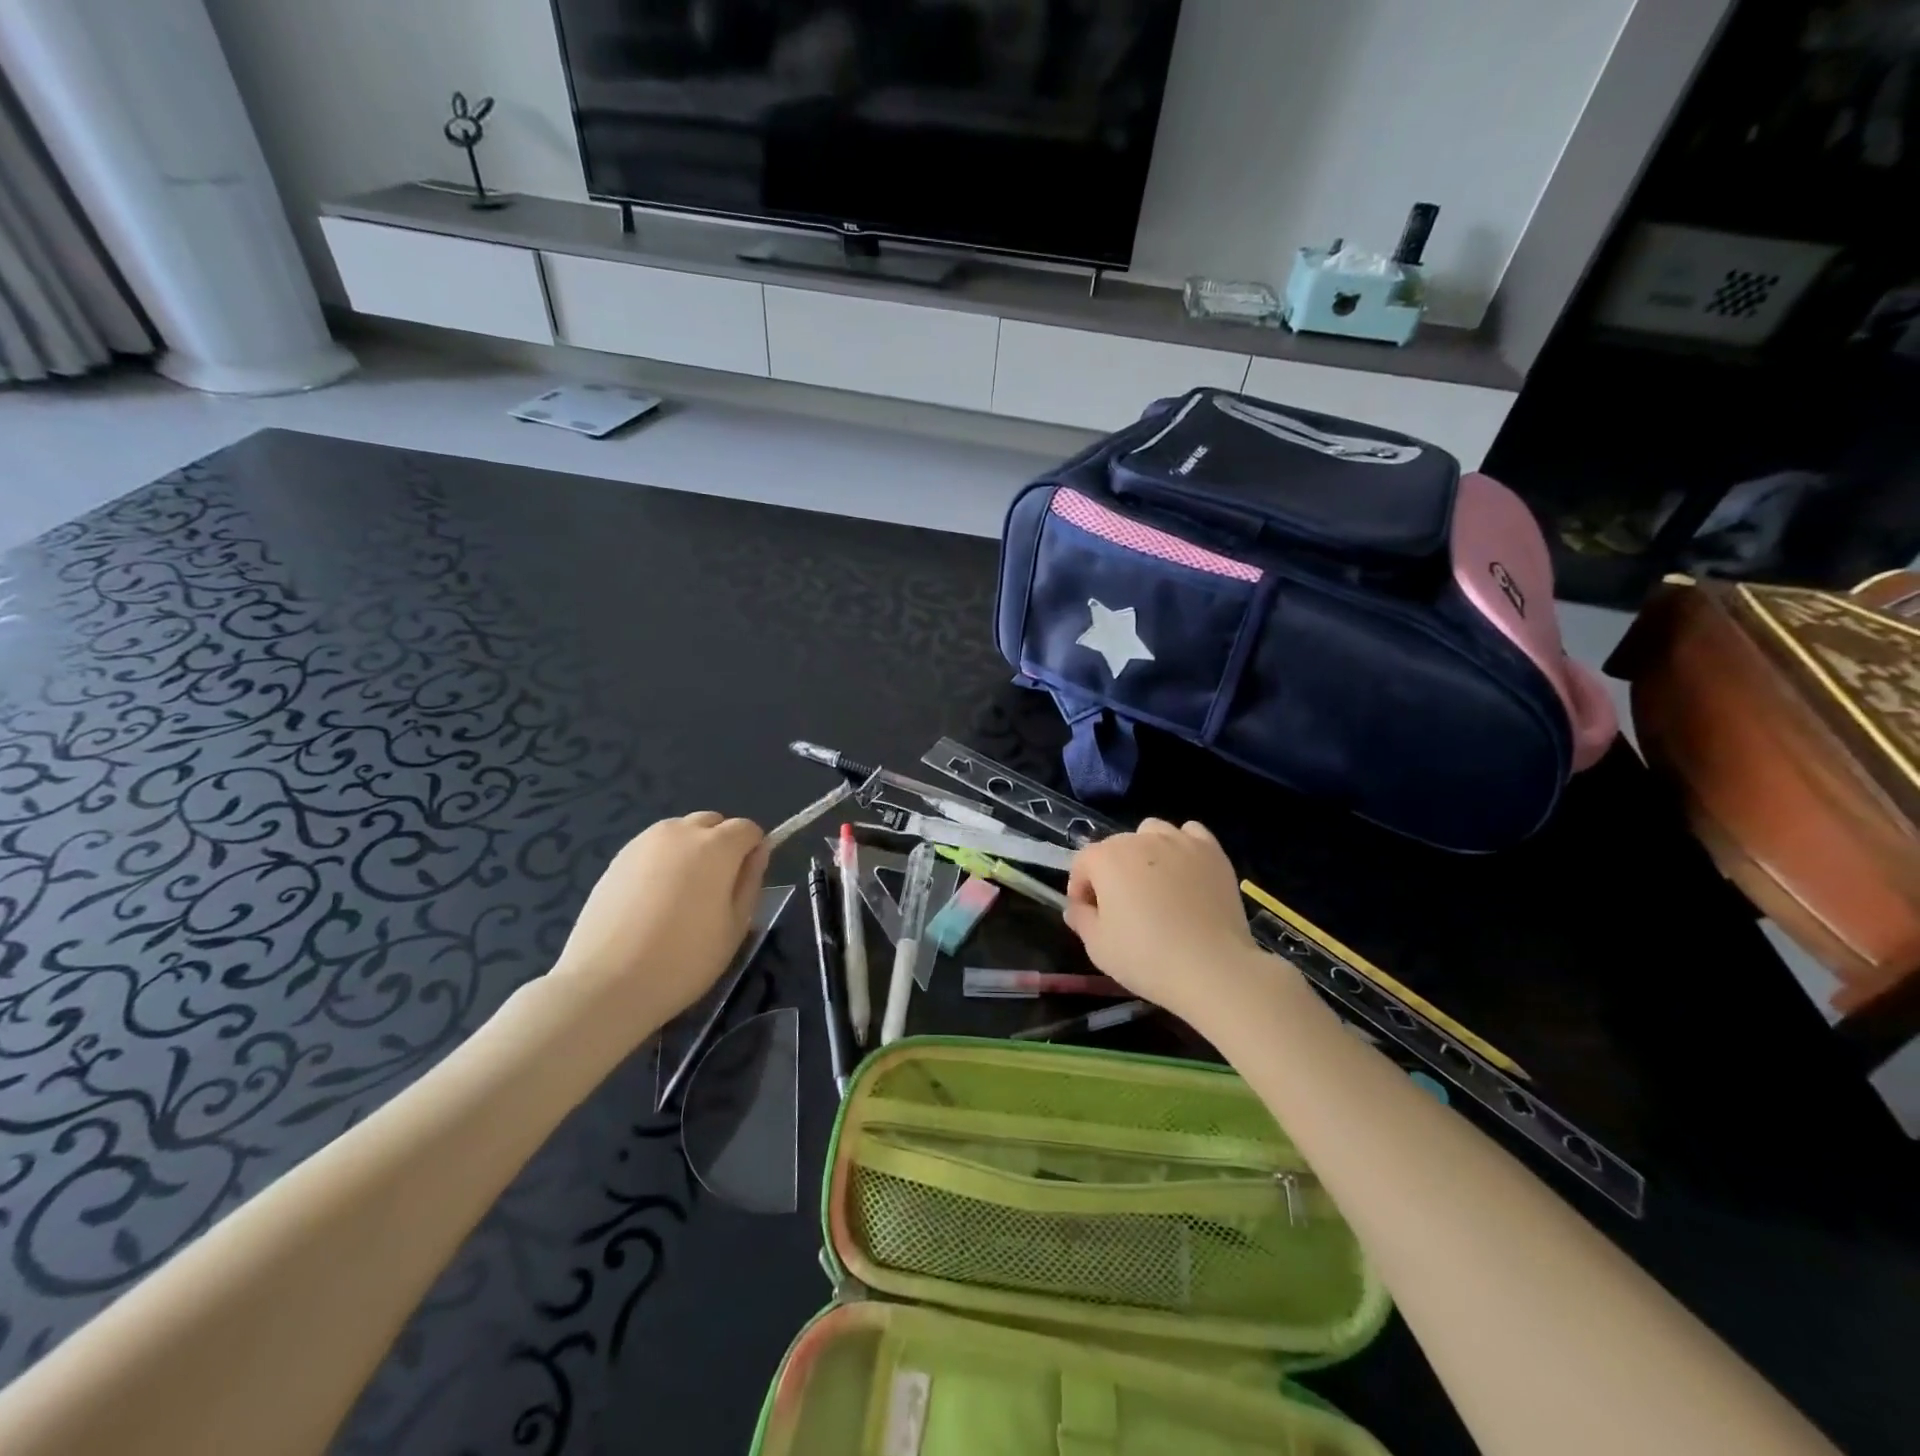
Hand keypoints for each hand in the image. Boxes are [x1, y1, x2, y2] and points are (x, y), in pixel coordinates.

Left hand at [550, 812, 768, 1032]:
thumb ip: (751, 881)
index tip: (744, 883)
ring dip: (691, 849)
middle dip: (722, 844)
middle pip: (712, 822)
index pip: (747, 828)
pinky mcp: (617, 859)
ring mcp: (644, 843)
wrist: (606, 983)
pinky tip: (653, 900)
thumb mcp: (736, 926)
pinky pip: (653, 847)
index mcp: (716, 846)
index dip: (752, 851)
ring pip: (680, 832)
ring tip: (682, 894)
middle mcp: (680, 832)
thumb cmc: (684, 959)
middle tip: (715, 889)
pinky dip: (663, 861)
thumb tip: (758, 852)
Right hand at [1064, 819, 1266, 1028]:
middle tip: (1122, 908)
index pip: (1082, 863)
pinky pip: (1191, 834)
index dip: (1080, 890)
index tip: (1089, 915)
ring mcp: (1179, 842)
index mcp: (1107, 858)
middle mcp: (1140, 840)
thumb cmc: (1146, 958)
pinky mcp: (1212, 852)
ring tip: (1154, 883)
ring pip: (1152, 832)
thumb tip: (1077, 907)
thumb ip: (1080, 919)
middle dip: (1111, 872)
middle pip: (1115, 847)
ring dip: (1145, 852)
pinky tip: (1185, 871)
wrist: (1212, 968)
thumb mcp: (1097, 946)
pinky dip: (1183, 846)